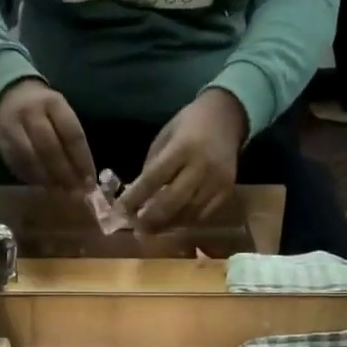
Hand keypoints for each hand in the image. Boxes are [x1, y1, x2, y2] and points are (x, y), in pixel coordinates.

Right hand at [0, 79, 96, 190]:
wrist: (10, 96)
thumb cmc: (44, 110)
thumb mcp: (60, 114)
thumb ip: (71, 140)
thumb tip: (84, 177)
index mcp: (53, 103)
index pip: (71, 134)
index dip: (82, 161)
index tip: (90, 182)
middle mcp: (31, 113)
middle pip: (50, 148)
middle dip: (64, 173)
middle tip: (75, 193)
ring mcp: (12, 127)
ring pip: (30, 158)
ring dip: (47, 180)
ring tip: (60, 194)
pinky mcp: (0, 141)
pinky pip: (17, 163)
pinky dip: (32, 178)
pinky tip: (43, 188)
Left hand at [118, 89, 246, 233]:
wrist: (227, 117)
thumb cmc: (188, 126)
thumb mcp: (164, 139)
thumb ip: (151, 168)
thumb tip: (136, 199)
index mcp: (181, 148)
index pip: (152, 180)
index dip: (133, 199)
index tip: (119, 212)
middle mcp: (201, 167)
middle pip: (171, 203)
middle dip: (150, 220)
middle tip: (136, 229)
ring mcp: (217, 182)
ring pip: (187, 214)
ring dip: (166, 225)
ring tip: (151, 229)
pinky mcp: (227, 192)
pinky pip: (203, 216)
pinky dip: (185, 222)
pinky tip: (172, 222)